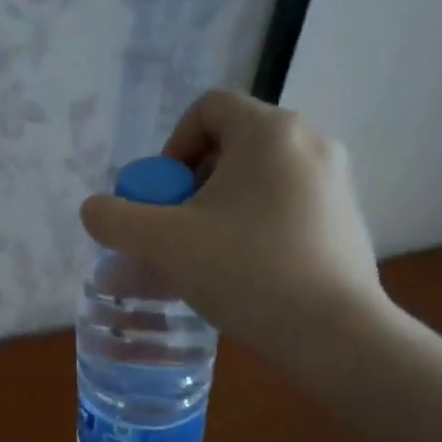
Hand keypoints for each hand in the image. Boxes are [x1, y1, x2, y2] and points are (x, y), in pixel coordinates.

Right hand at [79, 90, 387, 367]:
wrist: (335, 333)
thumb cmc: (246, 271)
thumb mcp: (163, 243)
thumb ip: (115, 219)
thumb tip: (95, 210)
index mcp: (269, 131)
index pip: (207, 108)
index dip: (172, 146)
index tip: (164, 196)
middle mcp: (310, 142)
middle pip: (231, 145)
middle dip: (191, 185)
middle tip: (177, 230)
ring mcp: (334, 182)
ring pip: (256, 180)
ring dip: (218, 209)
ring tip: (202, 257)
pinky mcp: (346, 219)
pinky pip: (284, 206)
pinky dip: (253, 226)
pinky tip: (240, 272)